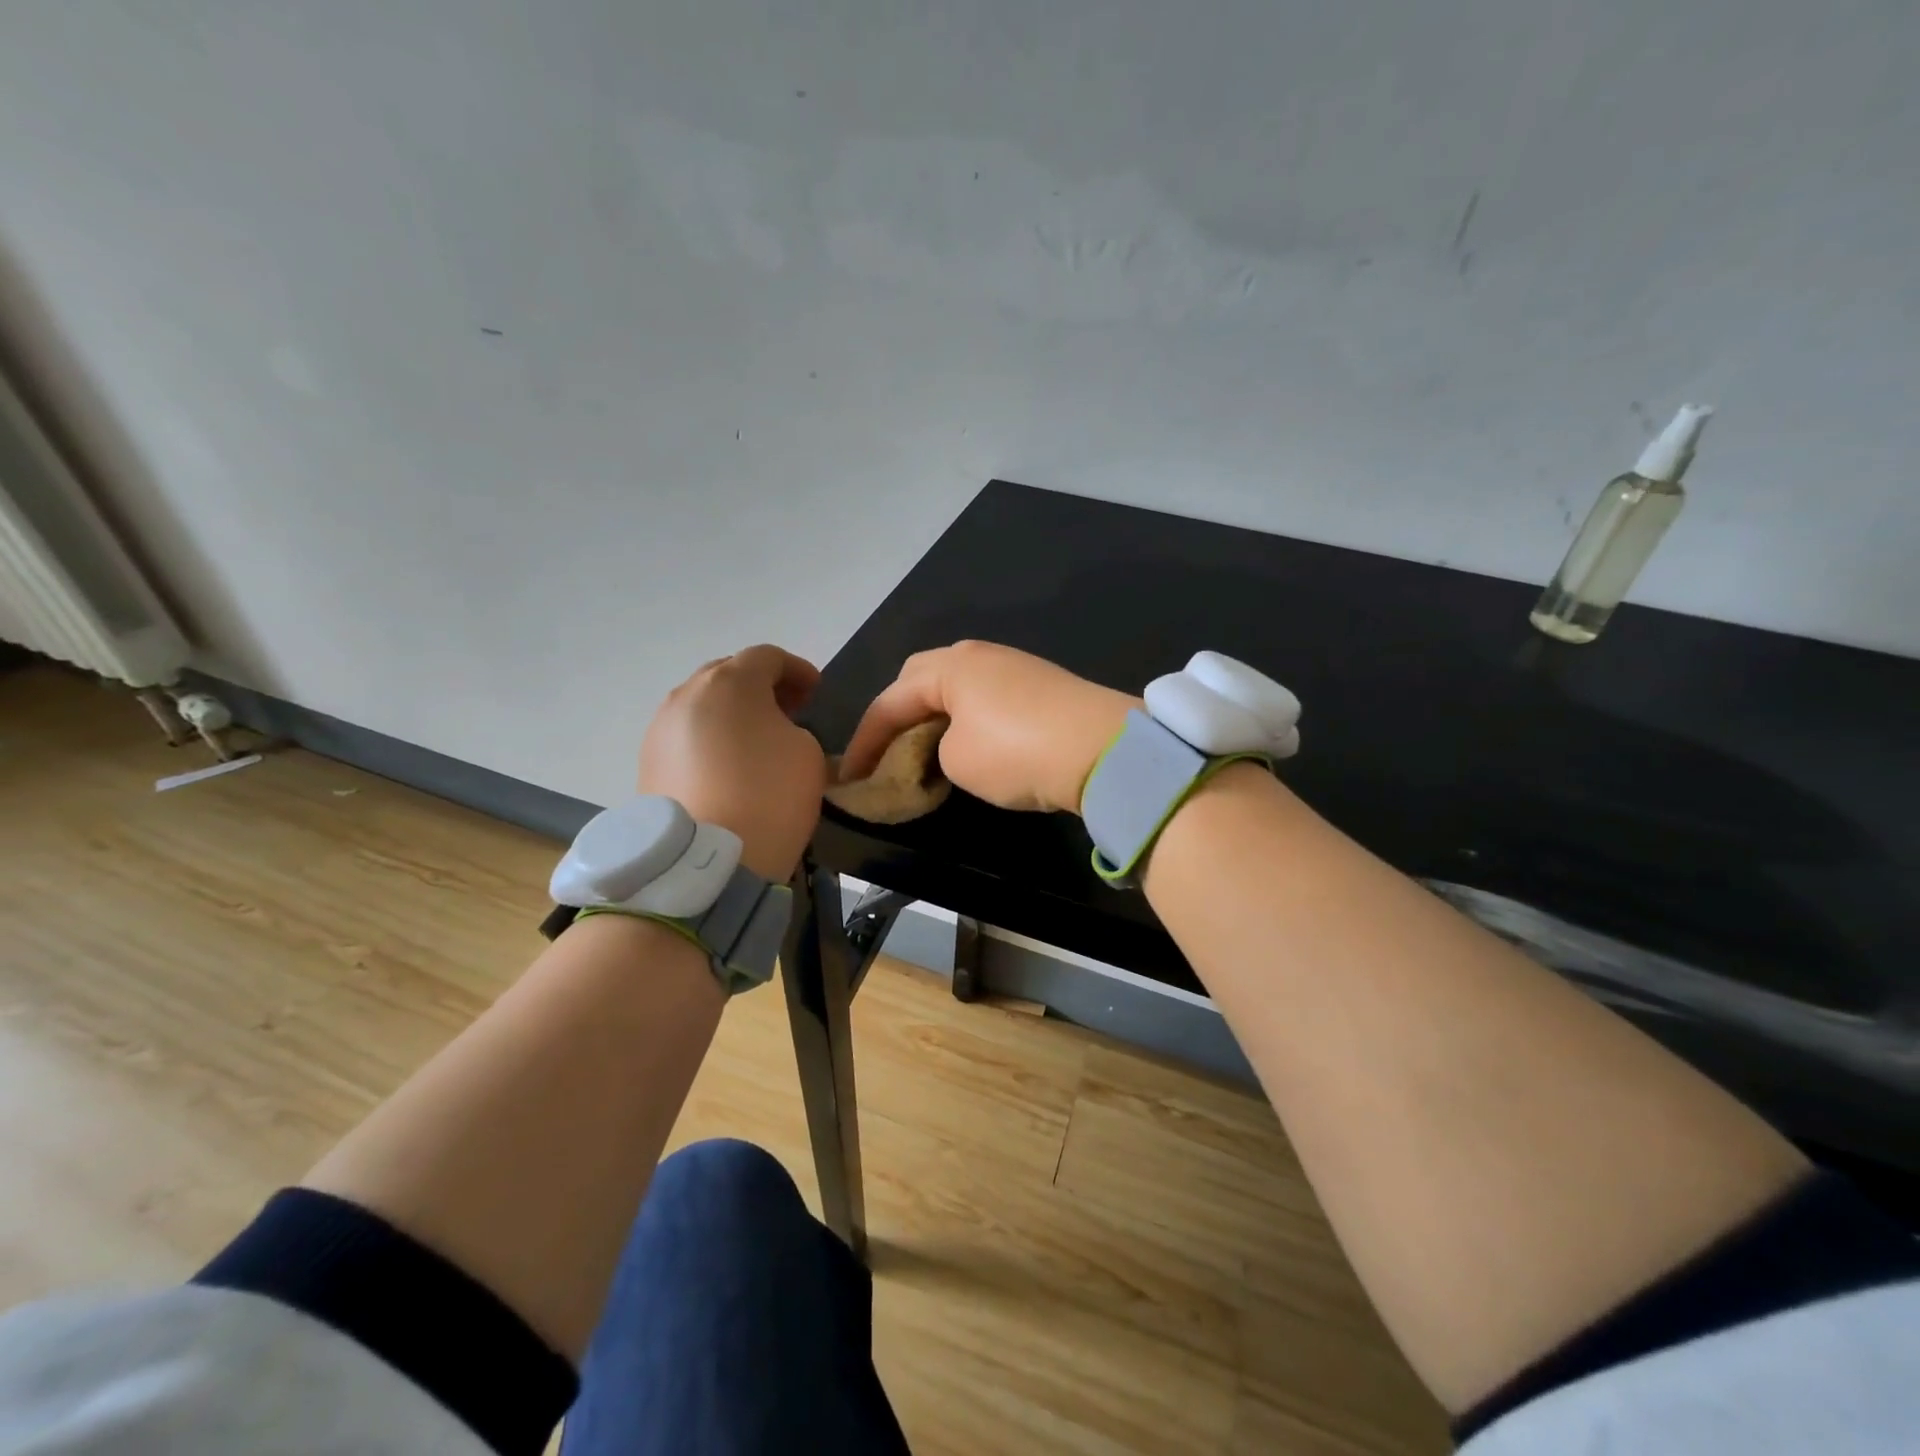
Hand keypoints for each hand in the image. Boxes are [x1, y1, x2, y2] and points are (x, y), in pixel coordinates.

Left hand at [639, 645, 827, 881]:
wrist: (707, 861)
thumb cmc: (769, 795)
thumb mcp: (807, 752)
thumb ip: (793, 726)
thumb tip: (772, 732)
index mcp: (731, 682)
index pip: (768, 656)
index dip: (798, 670)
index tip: (816, 692)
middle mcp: (687, 694)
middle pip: (728, 674)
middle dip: (761, 687)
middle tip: (787, 712)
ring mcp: (660, 728)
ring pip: (702, 706)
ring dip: (731, 714)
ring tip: (755, 742)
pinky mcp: (647, 763)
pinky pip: (686, 737)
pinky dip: (709, 741)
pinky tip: (727, 768)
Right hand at [839, 641, 1134, 814]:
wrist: (1104, 748)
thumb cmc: (1017, 751)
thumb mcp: (958, 761)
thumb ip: (936, 750)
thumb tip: (951, 746)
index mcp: (949, 666)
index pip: (890, 701)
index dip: (865, 741)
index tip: (850, 776)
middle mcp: (979, 655)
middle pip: (921, 679)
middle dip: (898, 713)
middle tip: (888, 749)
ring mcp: (1013, 665)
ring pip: (956, 687)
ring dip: (934, 715)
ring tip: (926, 750)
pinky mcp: (1041, 685)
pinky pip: (986, 697)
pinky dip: (966, 719)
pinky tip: (972, 743)